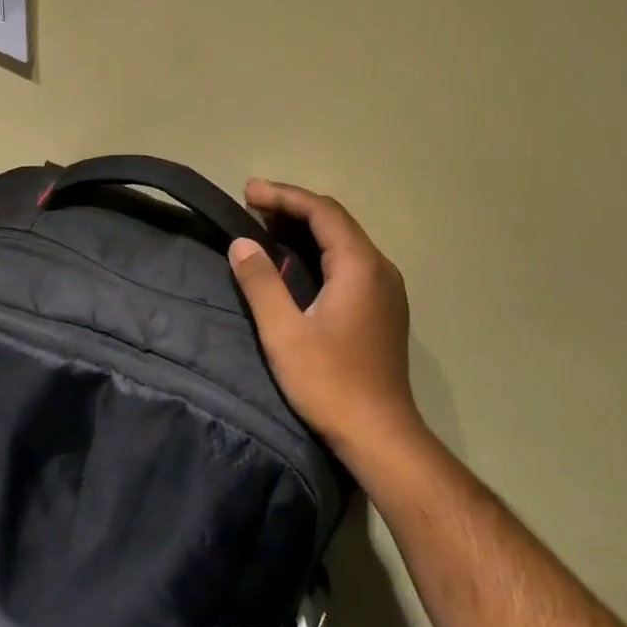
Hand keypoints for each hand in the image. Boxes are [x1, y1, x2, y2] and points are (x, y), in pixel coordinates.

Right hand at [228, 180, 421, 457]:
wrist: (380, 434)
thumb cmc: (330, 382)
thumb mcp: (284, 332)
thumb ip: (261, 283)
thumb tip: (241, 243)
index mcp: (360, 266)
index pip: (322, 211)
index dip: (284, 196)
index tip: (248, 191)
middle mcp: (379, 269)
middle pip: (336, 222)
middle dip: (293, 208)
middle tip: (251, 205)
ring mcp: (386, 290)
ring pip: (344, 242)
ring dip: (306, 229)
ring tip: (265, 227)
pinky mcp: (383, 309)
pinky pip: (349, 263)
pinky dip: (318, 252)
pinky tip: (294, 264)